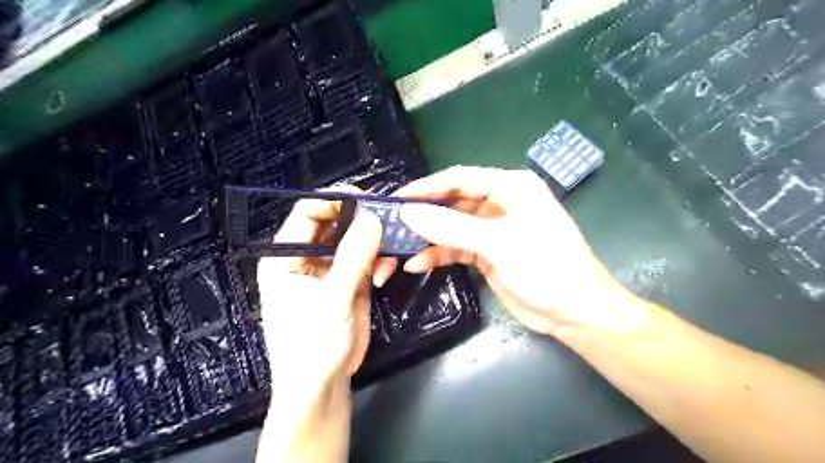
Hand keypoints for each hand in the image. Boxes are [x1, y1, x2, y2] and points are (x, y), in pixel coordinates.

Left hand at [259, 186, 385, 396]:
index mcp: (286, 257)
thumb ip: (353, 259)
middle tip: (389, 220)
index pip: (308, 214)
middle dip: (362, 221)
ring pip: (355, 240)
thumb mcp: (333, 300)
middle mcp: (307, 258)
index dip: (336, 202)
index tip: (367, 200)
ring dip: (374, 243)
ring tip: (390, 253)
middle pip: (335, 223)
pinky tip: (385, 274)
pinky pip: (367, 259)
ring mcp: (330, 269)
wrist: (323, 386)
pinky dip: (379, 261)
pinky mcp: (349, 281)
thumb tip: (372, 219)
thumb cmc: (313, 346)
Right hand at [396, 166, 647, 340]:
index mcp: (510, 187)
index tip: (396, 199)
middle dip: (424, 213)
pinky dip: (439, 255)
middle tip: (392, 222)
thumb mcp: (498, 244)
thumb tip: (409, 213)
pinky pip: (457, 248)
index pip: (460, 179)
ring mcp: (493, 230)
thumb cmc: (546, 268)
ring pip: (452, 226)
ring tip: (398, 245)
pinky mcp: (488, 253)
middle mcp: (500, 203)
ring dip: (428, 237)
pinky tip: (417, 264)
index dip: (427, 187)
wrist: (574, 312)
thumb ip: (452, 228)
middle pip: (453, 201)